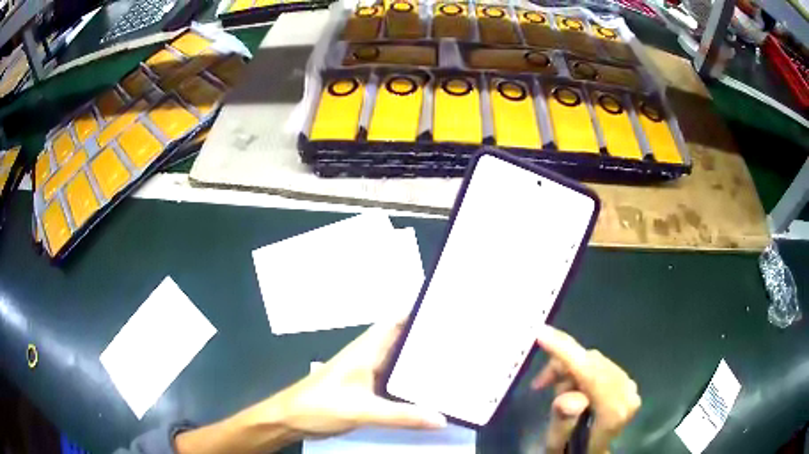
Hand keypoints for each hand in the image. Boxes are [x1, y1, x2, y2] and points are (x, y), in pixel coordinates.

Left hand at [262, 320, 446, 437]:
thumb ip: (402, 415)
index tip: (449, 310)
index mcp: (367, 349)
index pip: (397, 320)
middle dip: (428, 338)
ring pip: (399, 362)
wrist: (292, 419)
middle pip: (403, 340)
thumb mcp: (363, 411)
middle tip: (461, 340)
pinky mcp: (366, 390)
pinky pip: (395, 382)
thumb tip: (442, 419)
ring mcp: (367, 374)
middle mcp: (369, 357)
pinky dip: (411, 383)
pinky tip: (429, 391)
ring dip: (420, 362)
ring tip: (453, 363)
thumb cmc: (321, 406)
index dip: (420, 312)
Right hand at [532, 326, 640, 453]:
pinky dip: (581, 371)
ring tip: (557, 391)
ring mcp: (631, 387)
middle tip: (540, 384)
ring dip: (570, 371)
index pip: (590, 374)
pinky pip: (600, 365)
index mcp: (613, 413)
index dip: (566, 353)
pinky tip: (573, 386)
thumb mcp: (558, 444)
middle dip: (563, 367)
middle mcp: (628, 395)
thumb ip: (563, 422)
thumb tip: (571, 397)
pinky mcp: (628, 383)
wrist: (592, 452)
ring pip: (594, 361)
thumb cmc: (572, 450)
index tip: (542, 334)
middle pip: (591, 363)